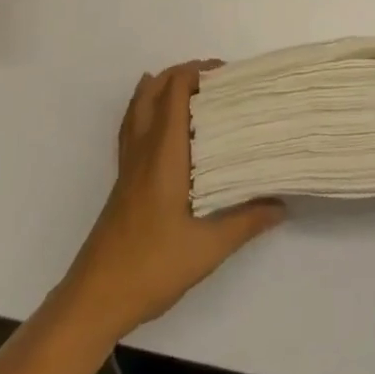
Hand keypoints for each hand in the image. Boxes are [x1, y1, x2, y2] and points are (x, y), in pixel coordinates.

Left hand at [58, 61, 283, 341]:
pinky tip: (161, 124)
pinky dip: (147, 110)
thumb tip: (281, 205)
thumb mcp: (207, 249)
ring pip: (138, 106)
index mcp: (163, 153)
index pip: (175, 92)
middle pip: (154, 90)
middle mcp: (143, 149)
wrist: (94, 300)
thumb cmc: (150, 267)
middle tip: (216, 81)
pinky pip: (132, 127)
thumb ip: (245, 222)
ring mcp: (128, 165)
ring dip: (162, 87)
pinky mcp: (122, 180)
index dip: (198, 73)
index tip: (228, 76)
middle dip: (183, 74)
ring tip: (192, 90)